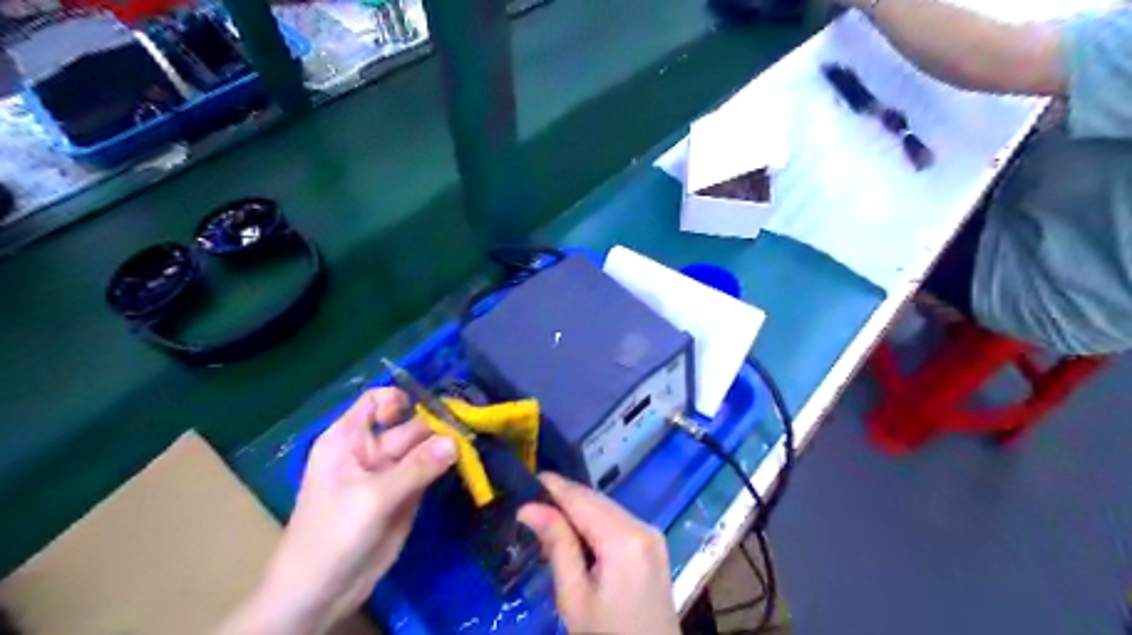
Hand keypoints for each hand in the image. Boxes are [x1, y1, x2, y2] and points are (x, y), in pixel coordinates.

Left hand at [221, 386, 453, 633]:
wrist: (321, 594)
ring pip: (424, 448)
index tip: (428, 413)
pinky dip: (446, 466)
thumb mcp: (373, 498)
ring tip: (475, 444)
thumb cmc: (332, 535)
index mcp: (348, 439)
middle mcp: (370, 450)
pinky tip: (468, 462)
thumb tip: (456, 441)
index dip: (401, 400)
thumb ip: (417, 467)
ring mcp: (389, 473)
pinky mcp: (405, 495)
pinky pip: (429, 471)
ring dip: (447, 445)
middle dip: (437, 425)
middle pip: (409, 425)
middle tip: (470, 430)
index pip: (376, 401)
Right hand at [516, 473, 674, 631]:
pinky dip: (595, 522)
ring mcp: (652, 535)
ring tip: (547, 517)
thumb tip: (529, 508)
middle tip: (530, 503)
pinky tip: (575, 533)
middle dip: (565, 498)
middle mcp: (643, 526)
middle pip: (596, 500)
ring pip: (607, 508)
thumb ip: (557, 545)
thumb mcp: (575, 598)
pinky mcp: (654, 546)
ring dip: (578, 510)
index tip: (526, 479)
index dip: (554, 487)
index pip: (582, 499)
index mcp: (625, 538)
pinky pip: (618, 522)